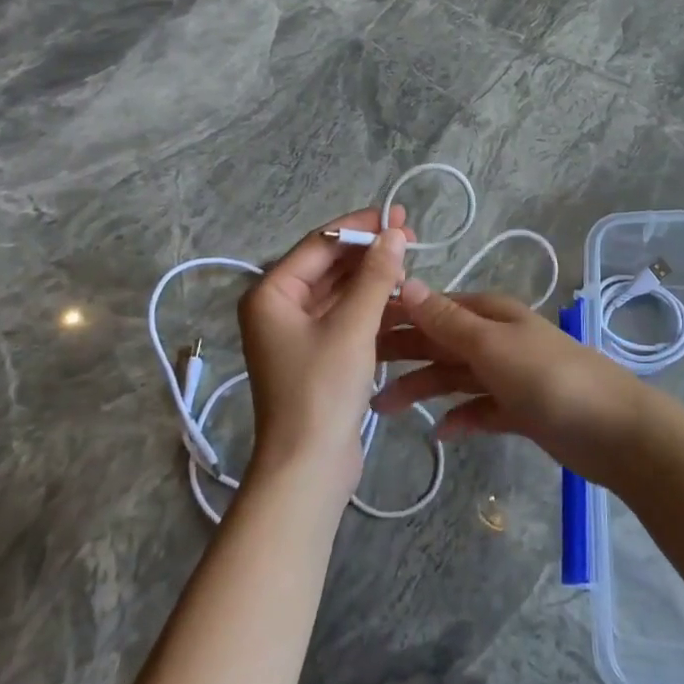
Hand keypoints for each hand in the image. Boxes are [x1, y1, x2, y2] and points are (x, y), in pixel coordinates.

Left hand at [237, 206, 408, 499]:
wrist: (308, 467)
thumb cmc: (323, 390)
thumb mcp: (354, 326)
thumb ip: (376, 275)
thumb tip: (395, 232)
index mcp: (272, 293)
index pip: (320, 243)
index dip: (360, 226)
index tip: (398, 216)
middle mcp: (279, 306)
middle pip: (329, 264)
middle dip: (369, 250)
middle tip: (411, 235)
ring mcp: (297, 331)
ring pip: (340, 289)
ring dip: (373, 276)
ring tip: (411, 263)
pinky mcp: (317, 352)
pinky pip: (345, 314)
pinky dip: (371, 304)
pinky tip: (401, 296)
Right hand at [370, 281, 650, 485]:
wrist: (612, 429)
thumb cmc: (548, 379)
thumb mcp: (492, 346)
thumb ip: (448, 321)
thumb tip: (407, 284)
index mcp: (491, 314)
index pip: (435, 308)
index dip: (398, 316)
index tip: (356, 328)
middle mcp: (497, 339)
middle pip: (440, 342)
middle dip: (402, 353)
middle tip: (358, 371)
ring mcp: (509, 375)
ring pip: (455, 376)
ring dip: (422, 388)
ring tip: (382, 409)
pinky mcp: (520, 410)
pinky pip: (479, 409)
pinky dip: (460, 418)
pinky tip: (439, 433)